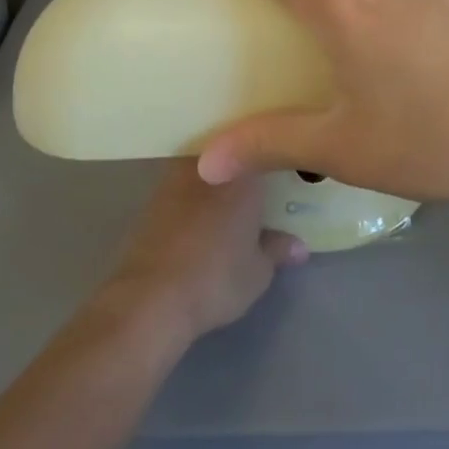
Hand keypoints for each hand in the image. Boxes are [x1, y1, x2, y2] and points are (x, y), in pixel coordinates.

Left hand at [107, 161, 307, 339]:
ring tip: (232, 198)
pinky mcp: (153, 199)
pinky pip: (184, 185)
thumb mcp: (259, 271)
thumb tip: (298, 246)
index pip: (265, 150)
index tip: (286, 168)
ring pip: (206, 167)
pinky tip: (203, 215)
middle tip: (261, 182)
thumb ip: (278, 250)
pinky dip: (195, 196)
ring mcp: (176, 178)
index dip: (276, 158)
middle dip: (246, 163)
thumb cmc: (216, 278)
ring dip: (218, 178)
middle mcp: (210, 165)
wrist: (151, 298)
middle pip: (233, 151)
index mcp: (243, 172)